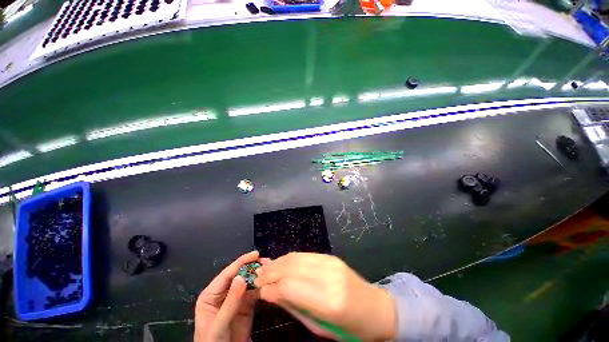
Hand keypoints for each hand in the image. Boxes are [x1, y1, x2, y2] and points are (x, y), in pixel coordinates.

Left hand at [194, 251, 266, 341]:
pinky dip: (261, 287)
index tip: (255, 254)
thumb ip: (230, 301)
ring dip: (258, 275)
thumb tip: (241, 277)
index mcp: (211, 294)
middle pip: (239, 275)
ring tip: (269, 269)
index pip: (227, 274)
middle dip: (252, 267)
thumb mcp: (219, 323)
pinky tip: (268, 282)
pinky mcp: (246, 305)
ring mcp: (236, 298)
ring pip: (248, 282)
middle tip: (265, 261)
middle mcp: (224, 293)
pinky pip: (254, 292)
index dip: (241, 262)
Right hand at [254, 252, 394, 339]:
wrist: (375, 308)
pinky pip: (305, 255)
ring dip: (278, 262)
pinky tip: (281, 262)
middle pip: (291, 268)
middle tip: (257, 277)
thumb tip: (272, 294)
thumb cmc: (350, 327)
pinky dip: (290, 258)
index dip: (271, 287)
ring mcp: (331, 263)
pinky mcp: (331, 257)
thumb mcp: (321, 327)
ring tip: (265, 268)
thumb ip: (295, 307)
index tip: (259, 291)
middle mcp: (329, 277)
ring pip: (297, 258)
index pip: (290, 287)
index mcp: (329, 302)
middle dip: (271, 272)